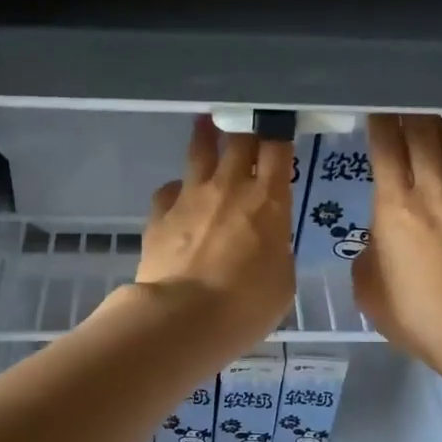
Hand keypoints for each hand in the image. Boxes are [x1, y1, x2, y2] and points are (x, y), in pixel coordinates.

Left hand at [122, 116, 295, 360]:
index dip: (280, 133)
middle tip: (246, 123)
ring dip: (205, 137)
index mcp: (268, 200)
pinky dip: (176, 191)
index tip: (280, 127)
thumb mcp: (282, 282)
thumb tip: (266, 242)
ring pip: (199, 151)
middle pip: (239, 139)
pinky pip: (169, 190)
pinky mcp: (159, 215)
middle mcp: (229, 186)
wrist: (184, 318)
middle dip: (245, 127)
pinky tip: (177, 199)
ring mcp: (190, 197)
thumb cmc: (246, 306)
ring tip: (206, 125)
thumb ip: (276, 250)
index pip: (278, 149)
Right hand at [353, 114, 441, 368]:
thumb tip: (379, 243)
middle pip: (423, 138)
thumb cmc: (412, 312)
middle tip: (404, 98)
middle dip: (411, 113)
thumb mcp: (368, 288)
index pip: (385, 151)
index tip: (375, 106)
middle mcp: (432, 193)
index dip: (379, 123)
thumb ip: (369, 257)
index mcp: (394, 207)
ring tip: (438, 113)